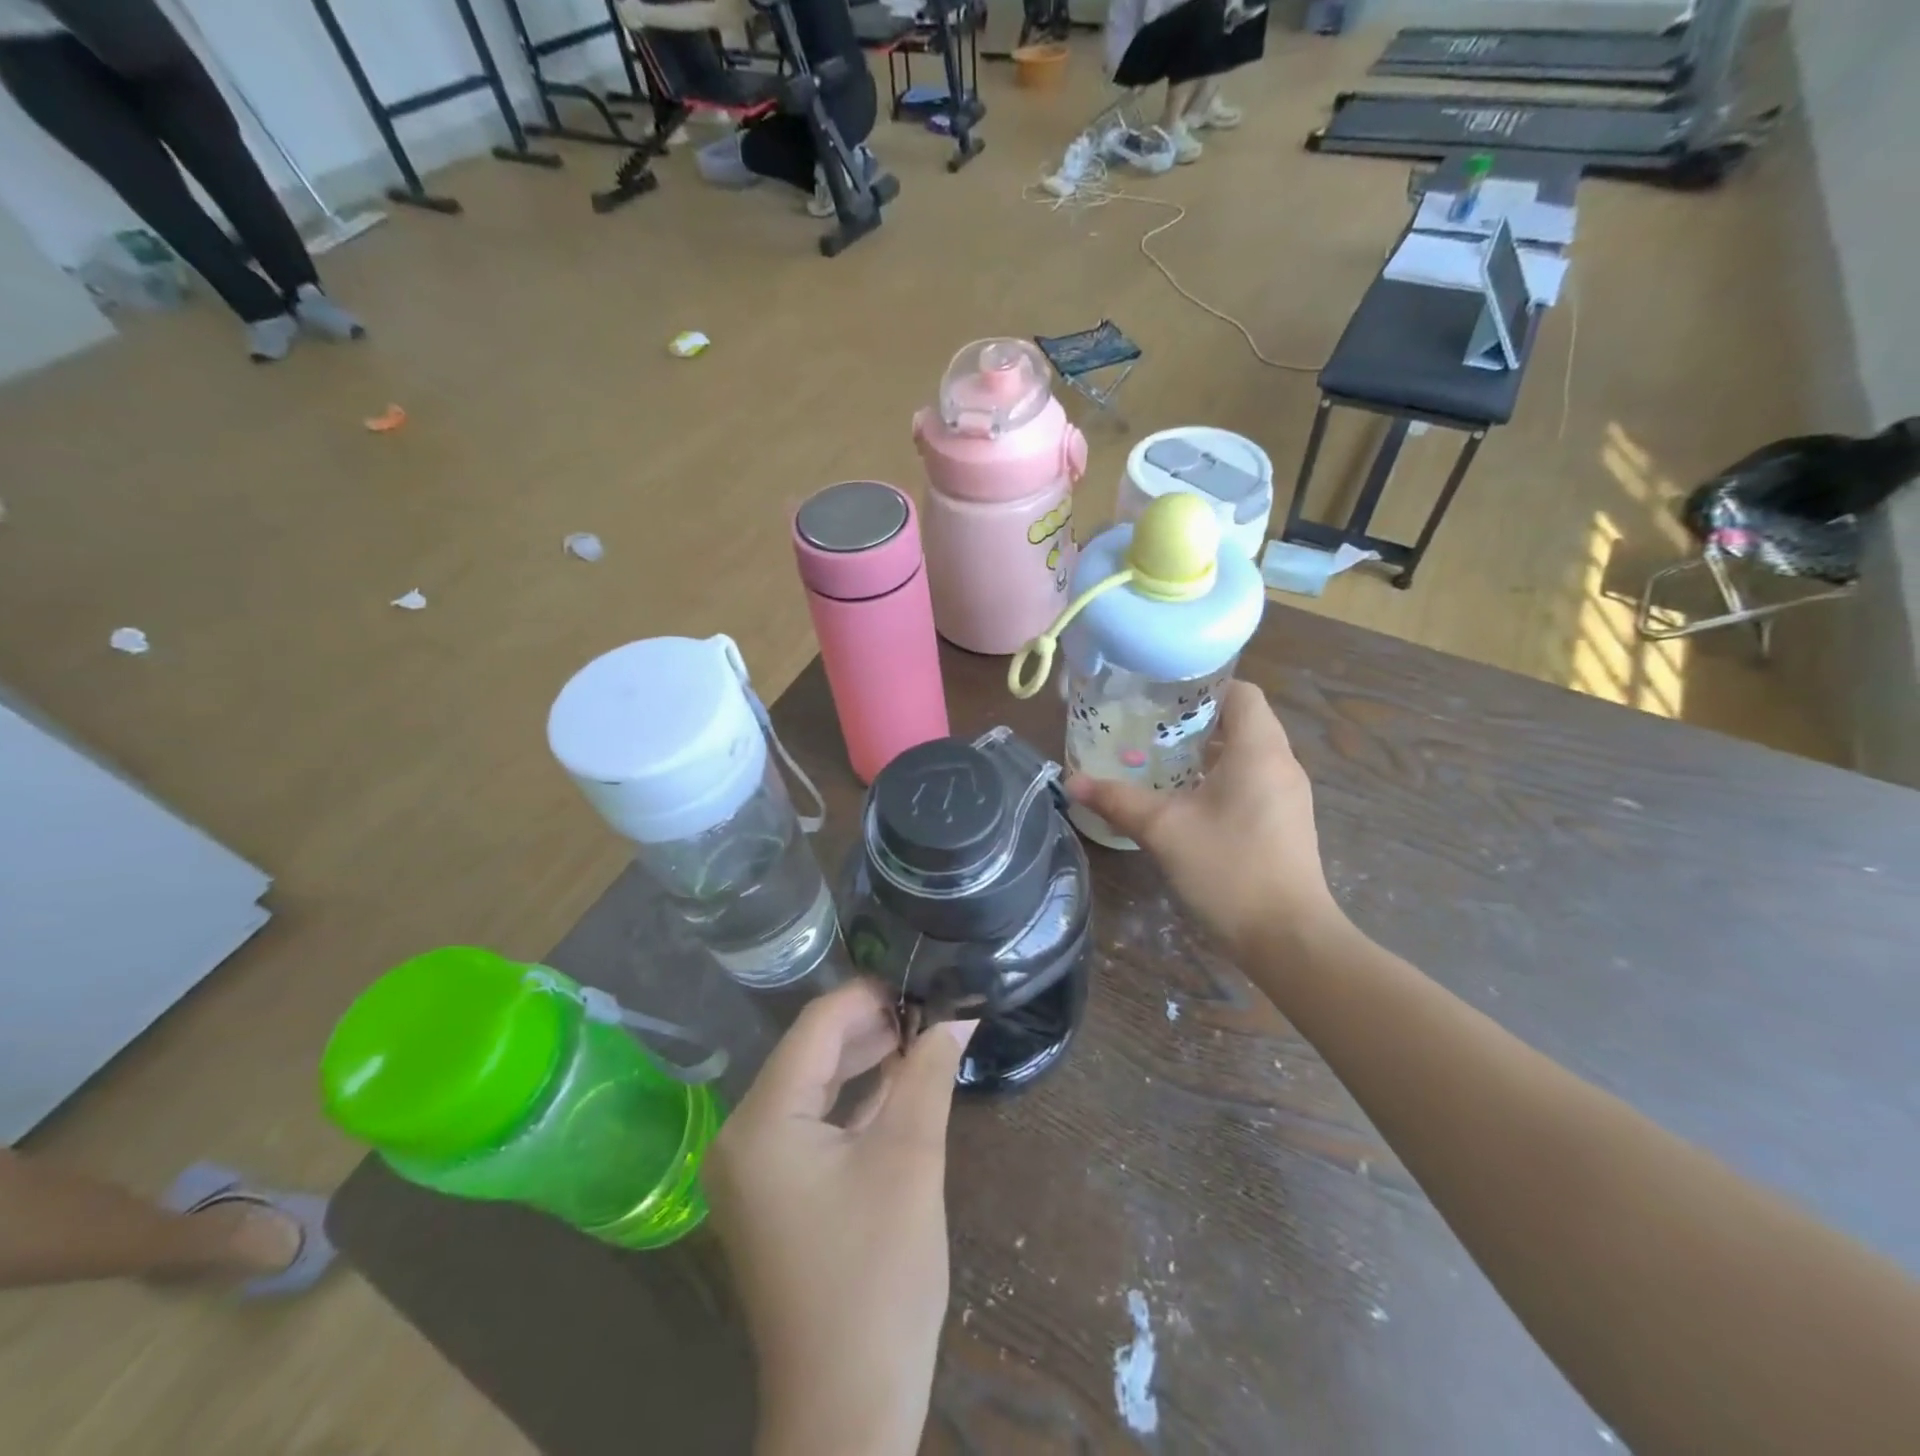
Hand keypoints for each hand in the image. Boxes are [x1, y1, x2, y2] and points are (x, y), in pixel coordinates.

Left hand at [704, 980, 976, 1455]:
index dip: (865, 997)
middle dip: (867, 1028)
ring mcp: (752, 1171)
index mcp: (761, 1124)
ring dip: (861, 1062)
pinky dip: (850, 1103)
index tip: (916, 979)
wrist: (848, 1409)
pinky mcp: (772, 1196)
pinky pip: (809, 1126)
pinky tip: (893, 1083)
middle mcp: (742, 1139)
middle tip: (926, 1006)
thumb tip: (958, 1017)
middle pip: (808, 1055)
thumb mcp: (910, 1160)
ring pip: (810, 1089)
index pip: (814, 1030)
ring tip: (917, 1034)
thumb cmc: (879, 1277)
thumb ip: (927, 1075)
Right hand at [1067, 680, 1345, 959]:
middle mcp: (1281, 764)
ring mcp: (1288, 795)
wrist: (1288, 939)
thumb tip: (1071, 781)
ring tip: (1159, 759)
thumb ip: (1117, 800)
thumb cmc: (1228, 869)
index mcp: (1259, 750)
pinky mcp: (1286, 823)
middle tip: (1148, 727)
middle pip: (1242, 721)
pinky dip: (1221, 778)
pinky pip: (1252, 781)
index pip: (1241, 691)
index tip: (1161, 696)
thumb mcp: (1163, 830)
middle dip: (1196, 720)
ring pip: (1247, 754)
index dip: (1203, 686)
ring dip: (1207, 752)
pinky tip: (1186, 800)